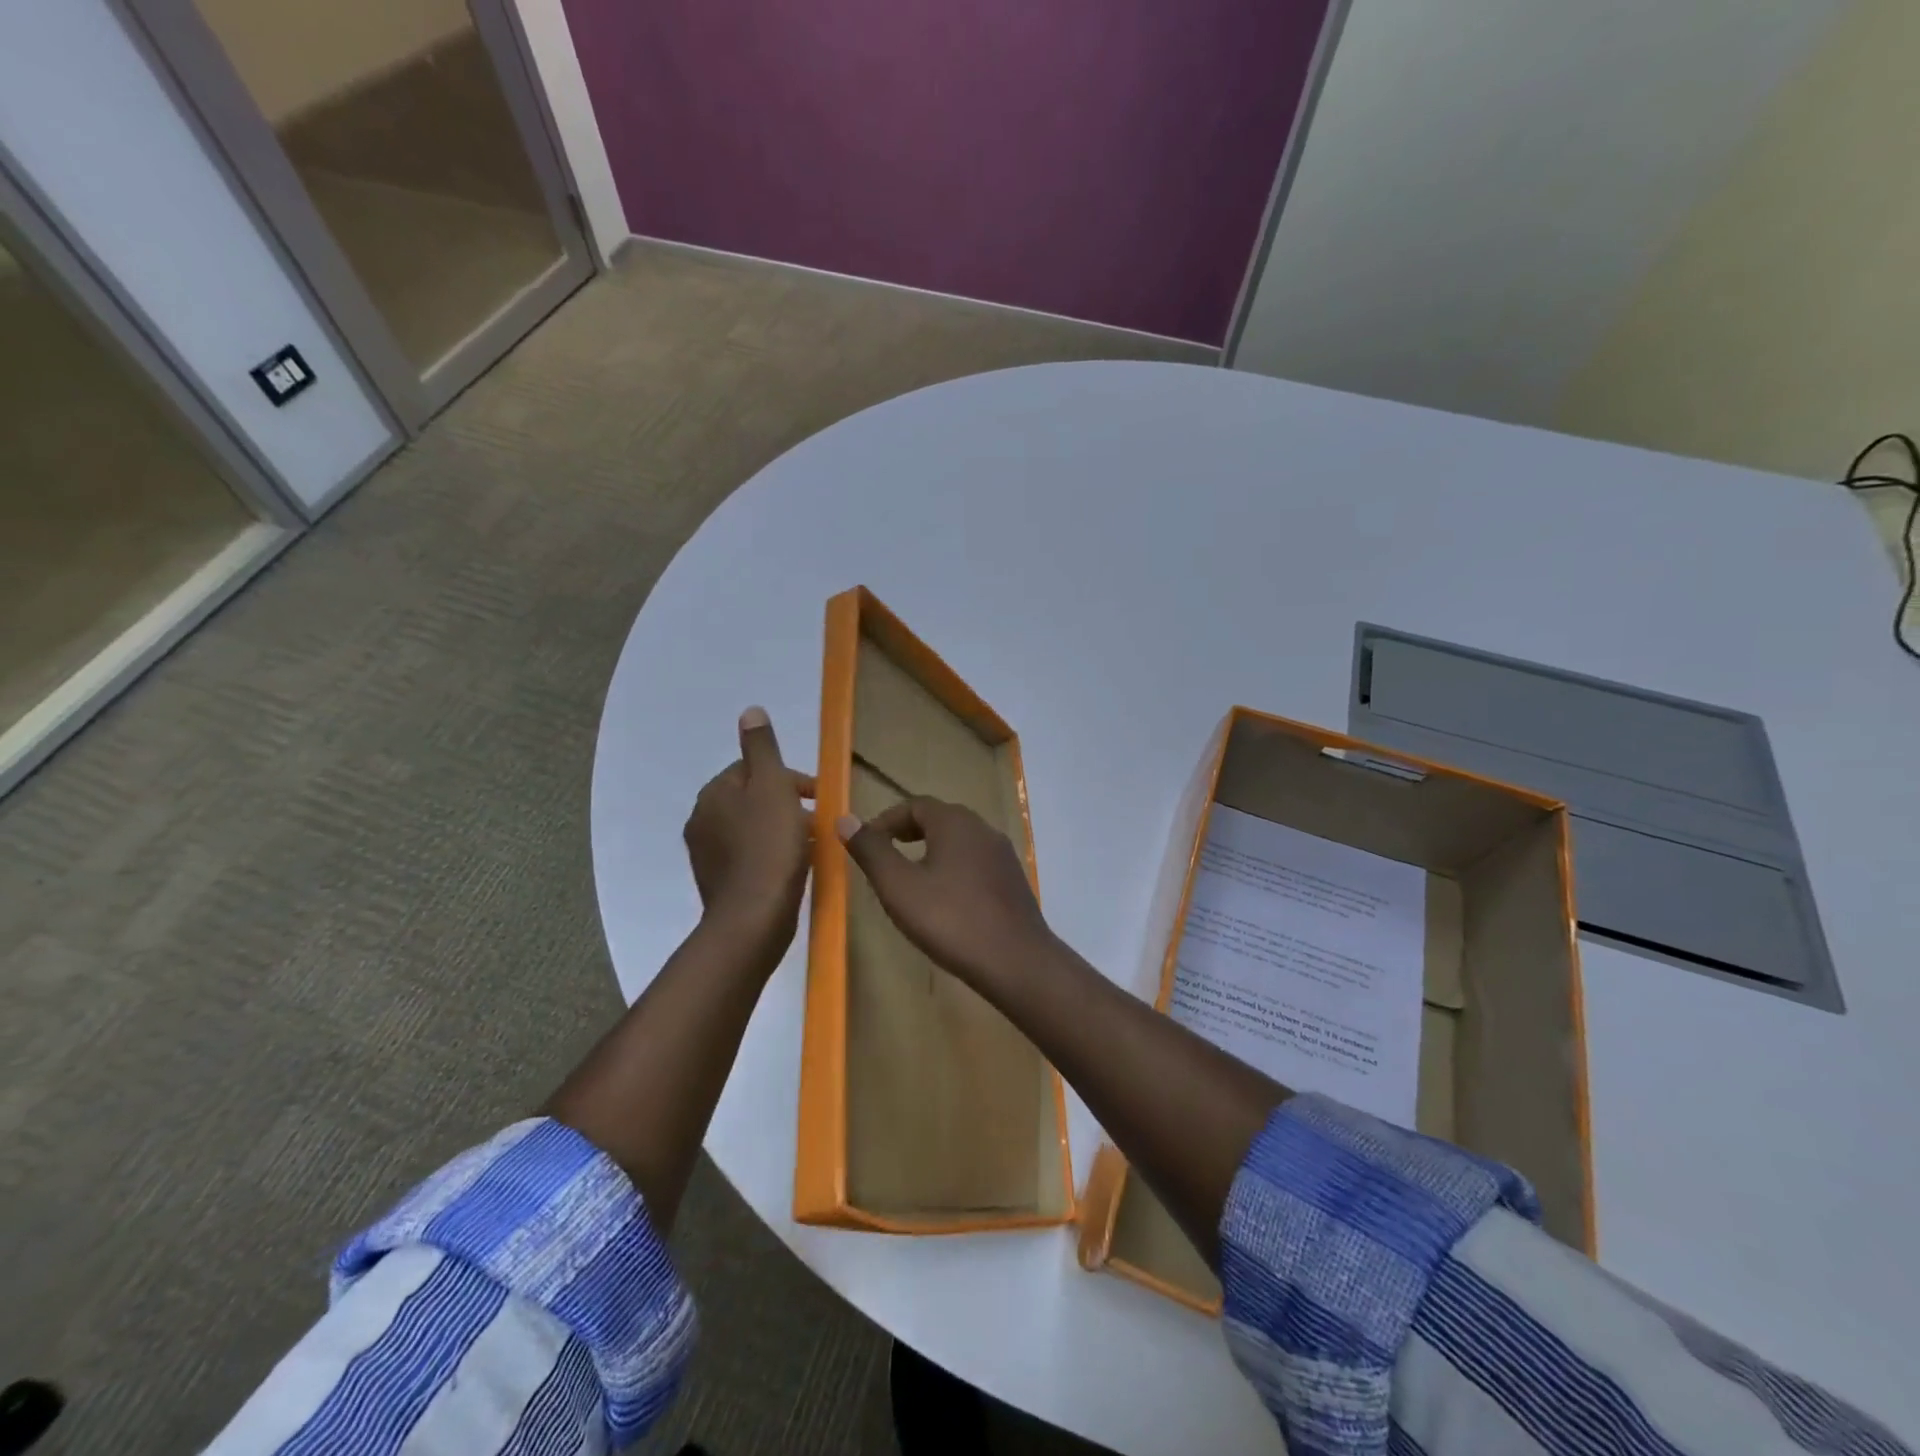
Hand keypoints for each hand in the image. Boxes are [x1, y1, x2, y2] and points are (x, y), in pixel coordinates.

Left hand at [684, 708, 813, 957]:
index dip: (788, 778)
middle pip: (751, 799)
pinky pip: (749, 856)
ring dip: (779, 829)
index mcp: (714, 794)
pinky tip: (792, 867)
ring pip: (751, 828)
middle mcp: (702, 820)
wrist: (753, 919)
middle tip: (818, 820)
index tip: (818, 795)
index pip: (751, 769)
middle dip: (785, 803)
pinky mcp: (719, 883)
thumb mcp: (772, 787)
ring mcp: (707, 854)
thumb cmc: (769, 847)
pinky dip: (770, 854)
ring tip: (810, 844)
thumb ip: (762, 748)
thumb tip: (750, 711)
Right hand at [836, 797, 1058, 990]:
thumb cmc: (951, 920)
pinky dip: (953, 870)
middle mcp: (983, 828)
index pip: (914, 804)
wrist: (1017, 962)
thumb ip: (871, 851)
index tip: (866, 844)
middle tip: (885, 858)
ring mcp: (1002, 855)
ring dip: (931, 852)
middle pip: (939, 819)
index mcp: (955, 822)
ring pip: (959, 842)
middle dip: (908, 833)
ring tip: (910, 881)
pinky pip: (976, 863)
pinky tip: (945, 902)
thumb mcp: (899, 887)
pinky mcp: (1013, 880)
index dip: (886, 821)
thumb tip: (845, 819)